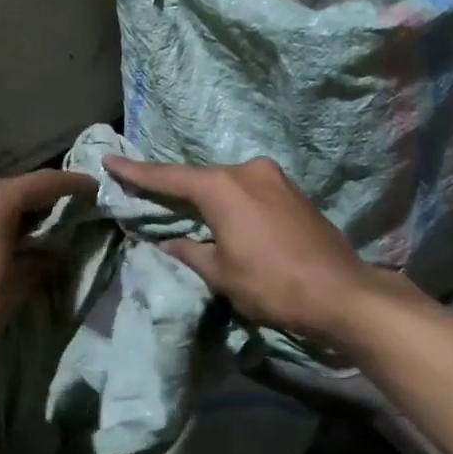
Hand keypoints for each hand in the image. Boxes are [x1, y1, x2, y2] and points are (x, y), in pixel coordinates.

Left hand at [0, 169, 96, 373]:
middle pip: (9, 190)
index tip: (92, 187)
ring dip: (8, 213)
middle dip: (37, 201)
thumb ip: (39, 260)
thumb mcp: (16, 286)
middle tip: (63, 212)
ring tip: (32, 229)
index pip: (41, 184)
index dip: (71, 184)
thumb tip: (51, 254)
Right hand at [102, 155, 402, 344]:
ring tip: (187, 212)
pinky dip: (232, 202)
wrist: (342, 293)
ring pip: (227, 184)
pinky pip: (250, 191)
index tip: (111, 160)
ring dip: (207, 198)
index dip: (137, 173)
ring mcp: (275, 178)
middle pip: (200, 178)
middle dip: (175, 188)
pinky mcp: (293, 192)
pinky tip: (226, 218)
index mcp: (223, 187)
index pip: (169, 178)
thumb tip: (169, 242)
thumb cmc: (272, 284)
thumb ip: (189, 252)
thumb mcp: (221, 274)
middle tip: (147, 193)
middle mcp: (248, 171)